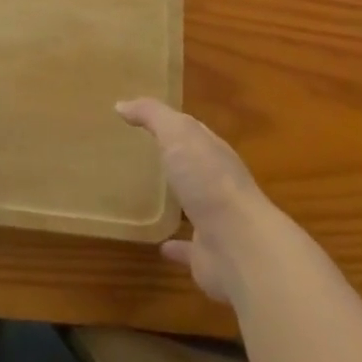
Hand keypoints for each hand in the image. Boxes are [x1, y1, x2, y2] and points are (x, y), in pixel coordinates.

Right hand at [117, 98, 273, 301]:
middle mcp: (217, 184)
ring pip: (193, 206)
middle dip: (176, 160)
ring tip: (148, 196)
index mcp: (213, 153)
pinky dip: (175, 246)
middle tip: (143, 155)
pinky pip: (187, 248)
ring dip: (177, 201)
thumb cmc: (208, 180)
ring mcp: (215, 221)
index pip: (193, 132)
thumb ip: (153, 116)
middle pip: (194, 167)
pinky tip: (159, 245)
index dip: (172, 124)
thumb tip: (122, 104)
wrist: (240, 246)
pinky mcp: (207, 256)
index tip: (144, 119)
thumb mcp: (178, 134)